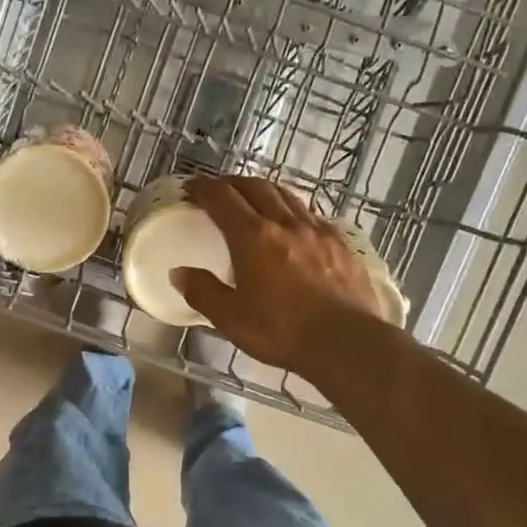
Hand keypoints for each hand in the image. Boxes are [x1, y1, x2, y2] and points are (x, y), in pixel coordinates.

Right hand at [170, 175, 380, 376]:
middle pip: (256, 188)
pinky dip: (294, 210)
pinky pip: (312, 215)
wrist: (347, 342)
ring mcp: (318, 231)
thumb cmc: (281, 331)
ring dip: (265, 190)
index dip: (203, 189)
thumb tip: (179, 273)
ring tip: (255, 198)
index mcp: (253, 237)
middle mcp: (285, 223)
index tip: (191, 188)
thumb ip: (203, 292)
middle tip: (219, 190)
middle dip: (233, 184)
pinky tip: (295, 225)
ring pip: (287, 196)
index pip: (222, 198)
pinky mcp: (341, 245)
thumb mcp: (231, 318)